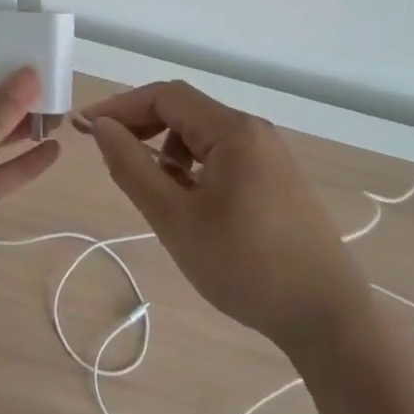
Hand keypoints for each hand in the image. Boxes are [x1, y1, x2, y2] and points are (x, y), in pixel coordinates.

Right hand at [81, 81, 364, 351]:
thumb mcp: (176, 219)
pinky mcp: (278, 177)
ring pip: (204, 134)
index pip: (166, 96)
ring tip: (157, 192)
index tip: (85, 127)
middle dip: (143, 126)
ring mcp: (271, 153)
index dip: (121, 106)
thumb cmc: (245, 266)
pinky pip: (225, 154)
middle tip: (110, 153)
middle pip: (186, 110)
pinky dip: (196, 166)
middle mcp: (254, 130)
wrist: (327, 317)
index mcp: (233, 130)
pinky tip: (193, 203)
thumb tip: (102, 127)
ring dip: (169, 149)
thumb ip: (133, 168)